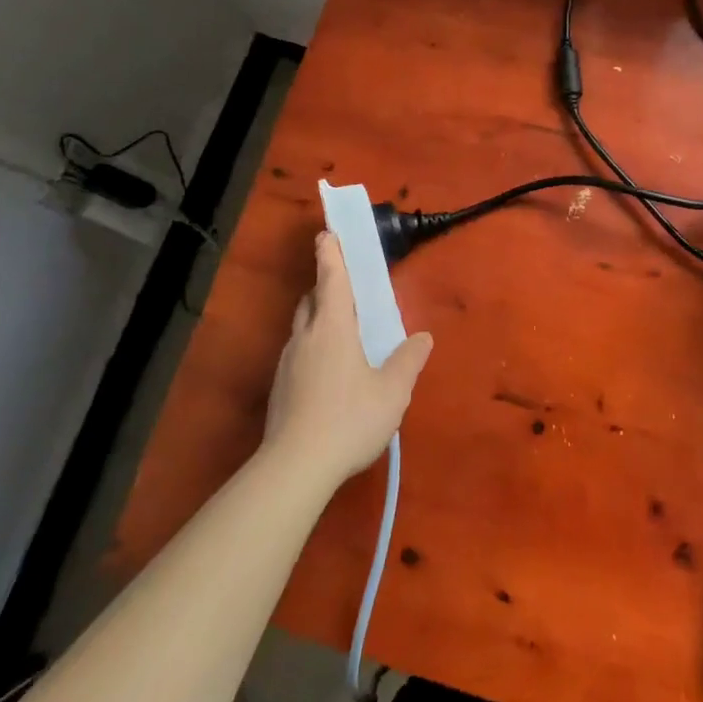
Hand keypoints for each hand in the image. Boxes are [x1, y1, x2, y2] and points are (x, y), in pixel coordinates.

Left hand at [262, 233, 433, 488]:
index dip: (330, 255)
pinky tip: (329, 374)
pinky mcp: (279, 388)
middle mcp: (306, 337)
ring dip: (318, 319)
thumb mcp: (392, 391)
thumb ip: (409, 360)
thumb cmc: (349, 419)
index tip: (327, 234)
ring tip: (342, 333)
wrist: (295, 468)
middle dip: (325, 287)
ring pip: (302, 328)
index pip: (330, 280)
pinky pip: (298, 354)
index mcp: (333, 328)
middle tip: (344, 288)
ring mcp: (287, 363)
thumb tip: (423, 337)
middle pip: (311, 300)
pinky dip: (313, 348)